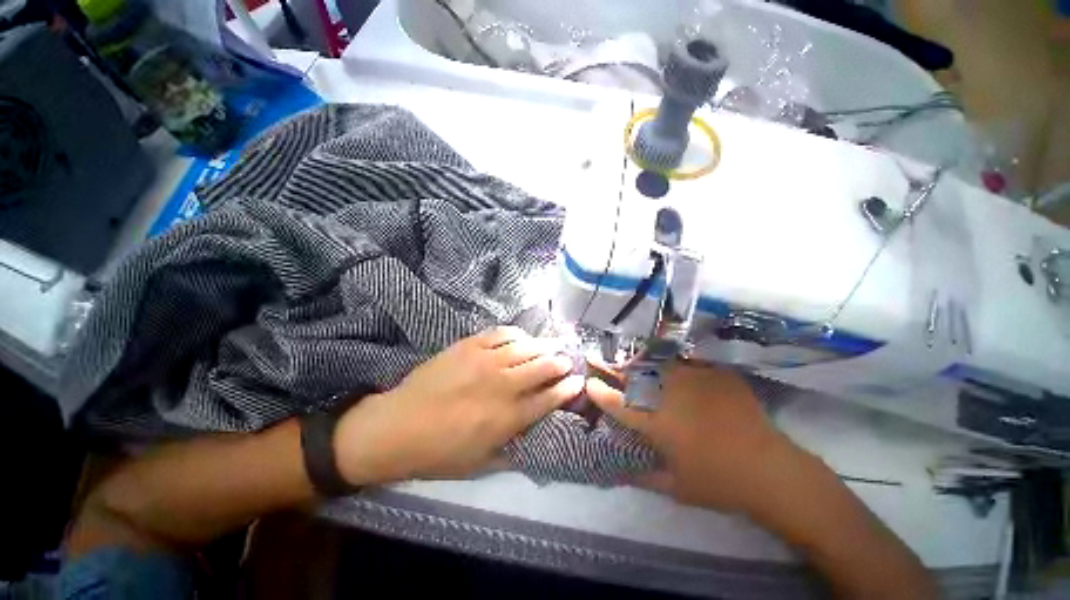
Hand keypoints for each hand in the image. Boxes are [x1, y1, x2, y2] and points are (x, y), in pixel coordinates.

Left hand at [334, 327, 583, 484]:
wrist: (396, 426)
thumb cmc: (439, 452)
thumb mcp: (481, 463)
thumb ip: (513, 446)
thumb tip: (535, 430)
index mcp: (507, 417)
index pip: (549, 398)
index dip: (568, 388)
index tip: (578, 381)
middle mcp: (502, 385)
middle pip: (543, 367)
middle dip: (561, 363)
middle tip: (567, 360)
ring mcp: (485, 361)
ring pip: (526, 347)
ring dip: (544, 345)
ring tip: (553, 345)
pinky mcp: (468, 345)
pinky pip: (501, 333)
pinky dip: (517, 334)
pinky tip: (522, 337)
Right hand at [587, 362, 805, 512]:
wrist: (771, 471)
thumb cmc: (719, 483)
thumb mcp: (676, 487)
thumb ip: (643, 476)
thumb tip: (619, 470)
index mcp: (656, 423)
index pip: (618, 403)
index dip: (600, 391)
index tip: (589, 383)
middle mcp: (669, 396)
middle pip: (632, 376)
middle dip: (611, 368)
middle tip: (598, 359)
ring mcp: (693, 380)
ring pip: (656, 363)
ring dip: (638, 362)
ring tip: (629, 360)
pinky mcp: (714, 374)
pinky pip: (686, 362)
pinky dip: (673, 363)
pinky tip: (669, 364)